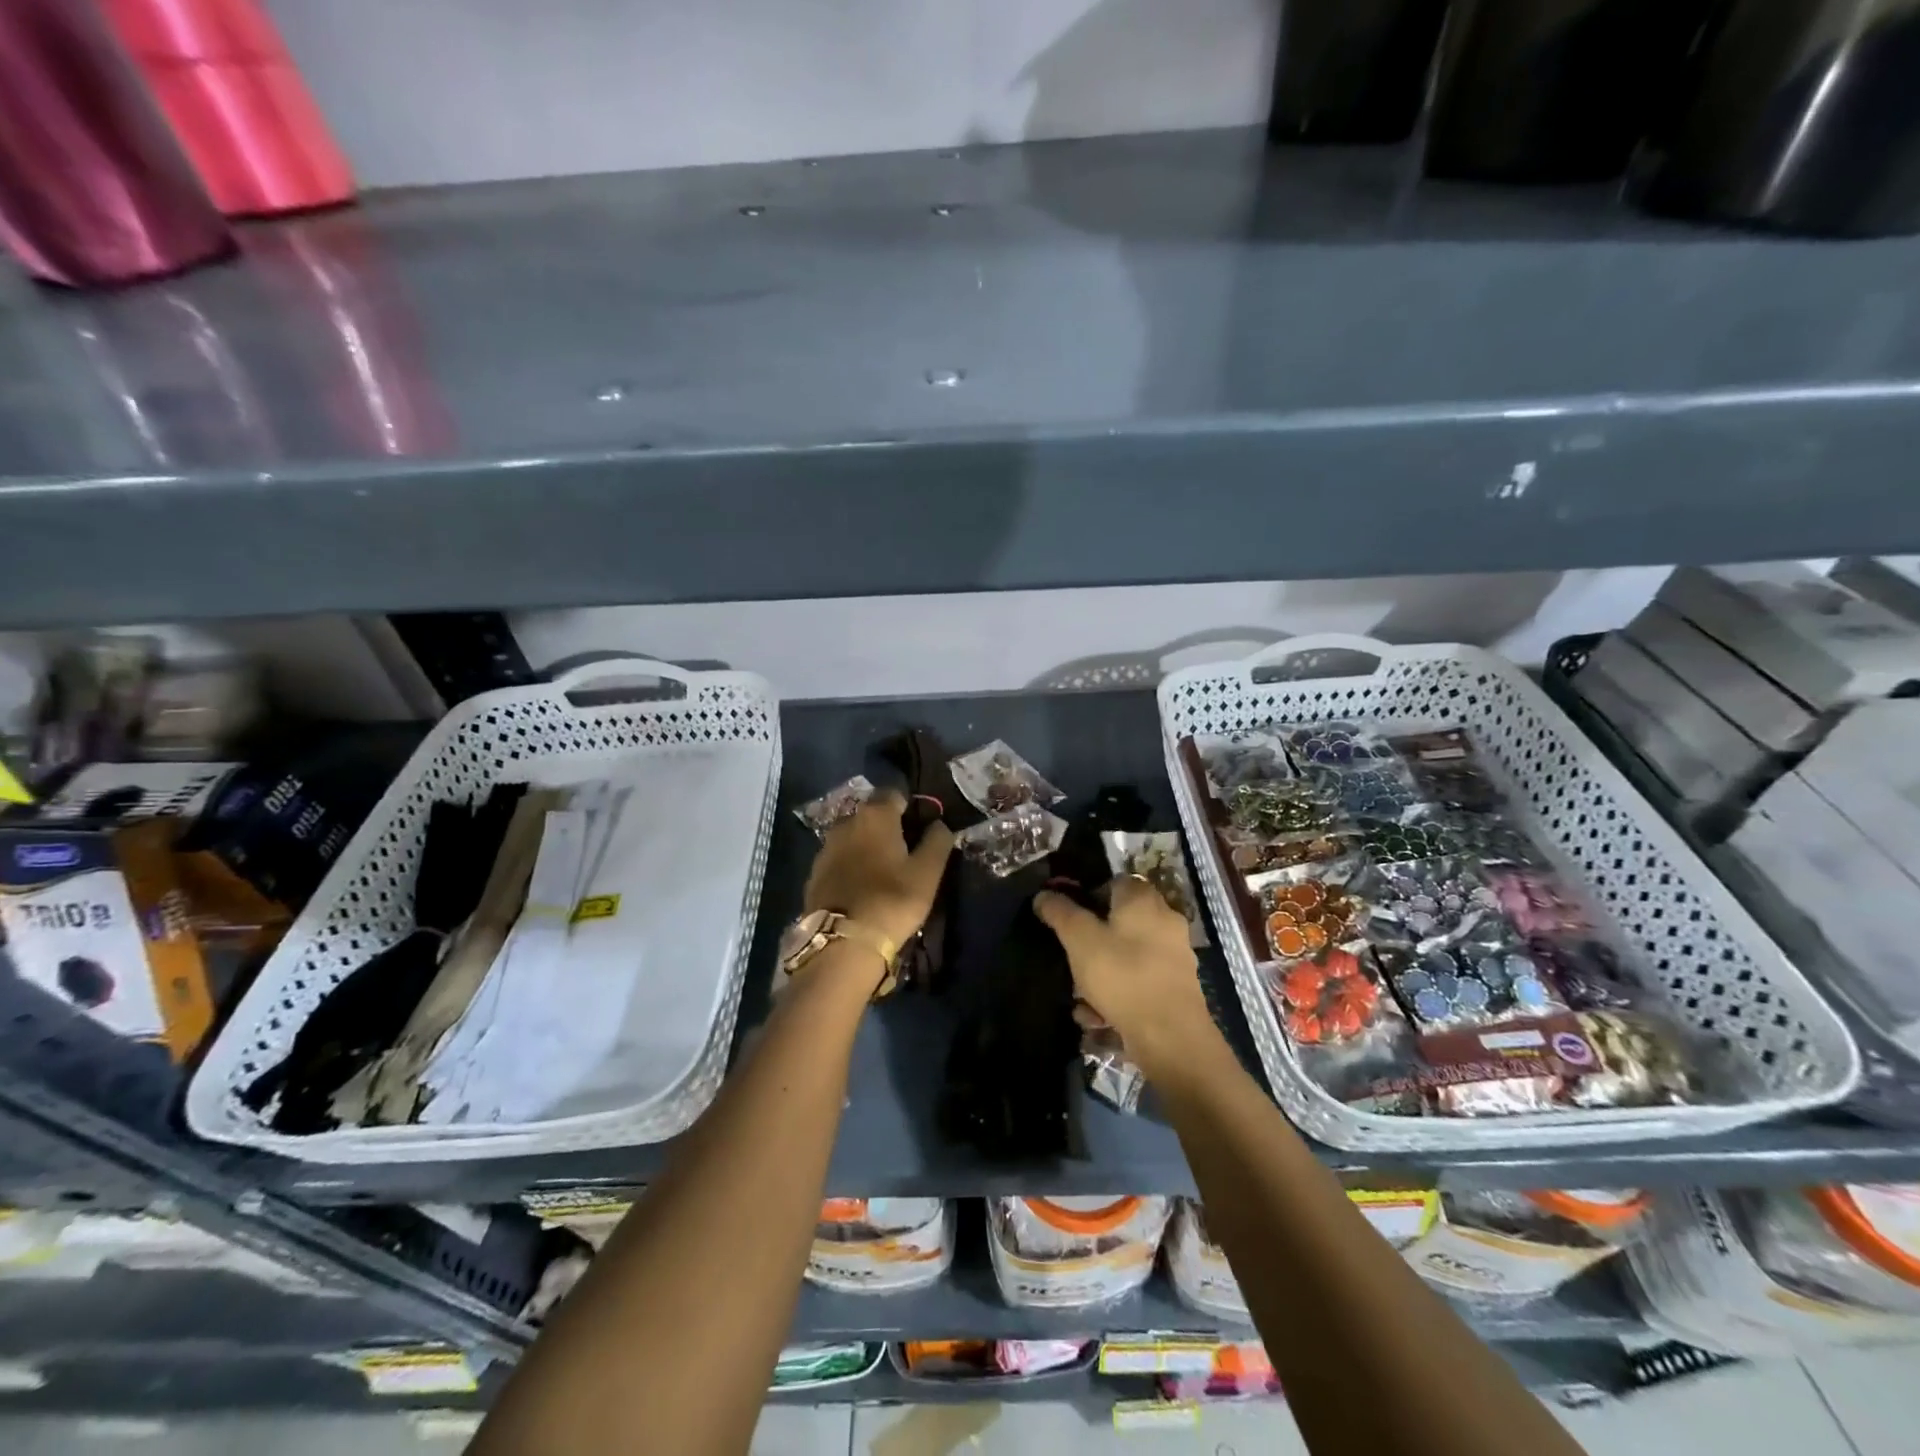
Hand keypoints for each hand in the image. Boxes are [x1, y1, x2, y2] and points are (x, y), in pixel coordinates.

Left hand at [803, 789, 954, 950]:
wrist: (843, 943)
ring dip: (868, 848)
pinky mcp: (814, 874)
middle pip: (872, 815)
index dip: (910, 807)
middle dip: (888, 827)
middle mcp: (846, 823)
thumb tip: (939, 824)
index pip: (894, 793)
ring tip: (884, 873)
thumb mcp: (928, 872)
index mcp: (875, 815)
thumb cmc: (892, 900)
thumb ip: (937, 841)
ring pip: (854, 838)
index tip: (922, 828)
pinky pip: (840, 861)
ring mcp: (825, 849)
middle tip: (906, 853)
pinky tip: (863, 888)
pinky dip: (852, 867)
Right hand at [1035, 876, 1218, 1079]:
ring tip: (1079, 998)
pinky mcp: (1176, 988)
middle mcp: (1165, 921)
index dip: (1090, 895)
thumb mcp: (1080, 940)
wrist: (1171, 1037)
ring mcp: (1174, 956)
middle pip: (1120, 921)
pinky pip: (1139, 982)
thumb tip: (1044, 893)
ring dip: (1102, 973)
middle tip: (1071, 958)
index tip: (1069, 917)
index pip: (1115, 882)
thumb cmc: (1123, 976)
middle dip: (1093, 940)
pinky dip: (1118, 994)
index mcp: (1144, 900)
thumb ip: (1060, 913)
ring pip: (1127, 955)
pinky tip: (1098, 1017)